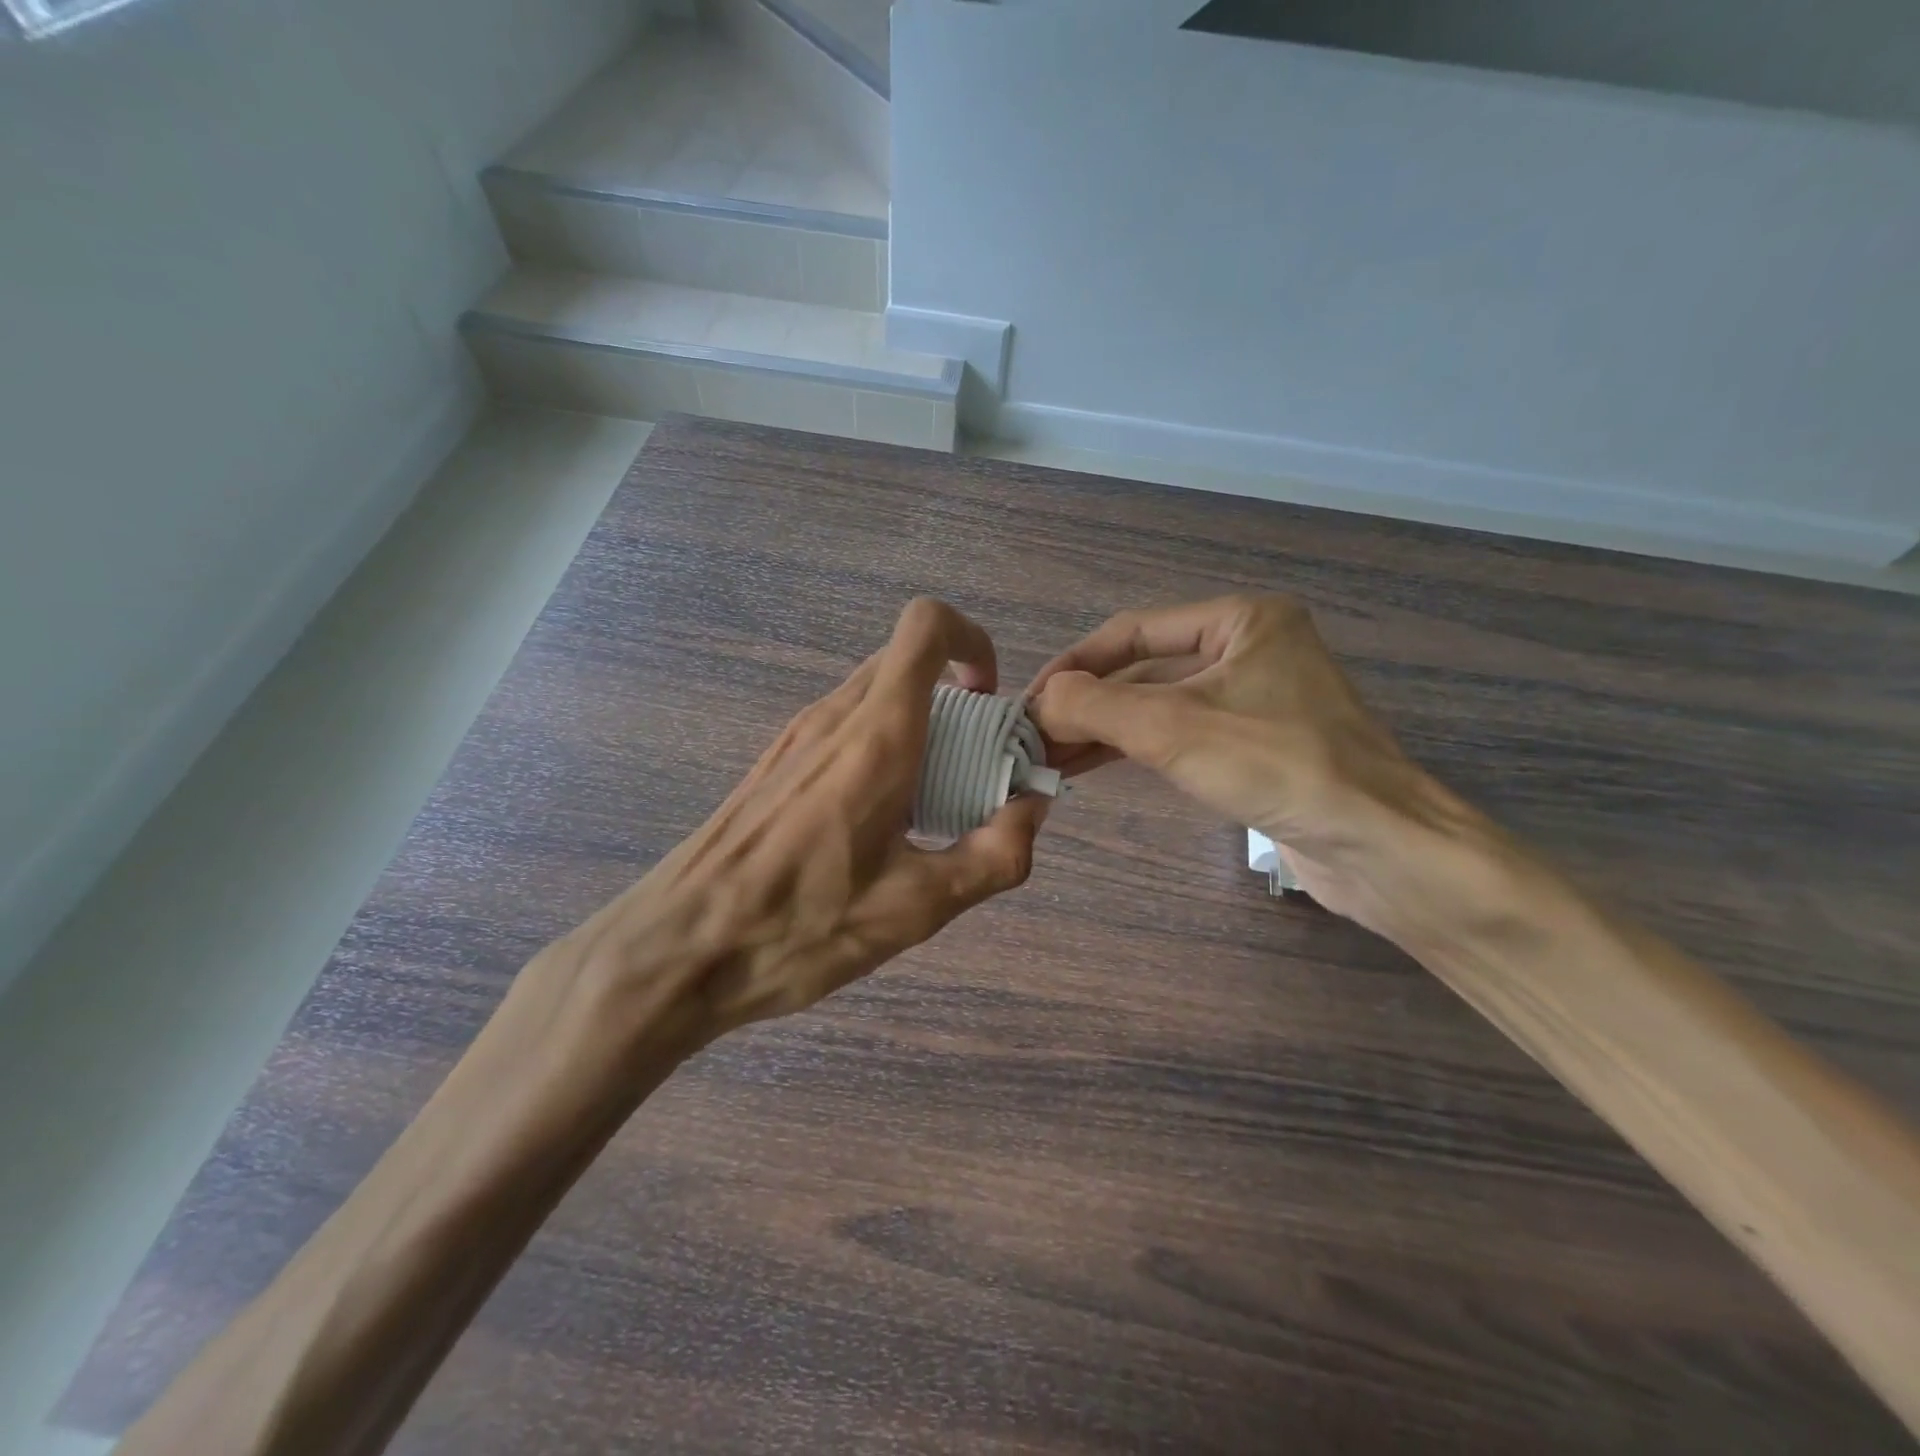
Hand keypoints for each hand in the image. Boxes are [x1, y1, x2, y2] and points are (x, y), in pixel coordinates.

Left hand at [570, 598, 1046, 1043]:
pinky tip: (879, 823)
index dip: (971, 641)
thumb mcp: (917, 908)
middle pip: (908, 663)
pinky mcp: (777, 762)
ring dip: (920, 727)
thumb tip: (1032, 810)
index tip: (989, 700)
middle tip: (974, 770)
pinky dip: (883, 747)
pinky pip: (846, 726)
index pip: (925, 627)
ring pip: (876, 695)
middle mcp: (834, 717)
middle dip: (957, 700)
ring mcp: (798, 736)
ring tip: (931, 805)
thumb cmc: (802, 926)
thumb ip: (994, 855)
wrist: (681, 948)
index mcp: (876, 737)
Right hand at [1027, 594, 1463, 931]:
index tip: (1030, 701)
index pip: (1133, 630)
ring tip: (1052, 754)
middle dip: (1088, 702)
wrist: (1379, 847)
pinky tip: (1095, 764)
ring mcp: (1256, 699)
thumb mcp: (1174, 728)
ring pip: (1161, 705)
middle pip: (1145, 669)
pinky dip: (1137, 747)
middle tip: (1034, 735)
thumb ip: (1095, 706)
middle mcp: (1250, 649)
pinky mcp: (1258, 746)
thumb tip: (1039, 701)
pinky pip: (1182, 735)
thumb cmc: (1279, 766)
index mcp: (1242, 619)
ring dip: (1106, 728)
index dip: (1075, 663)